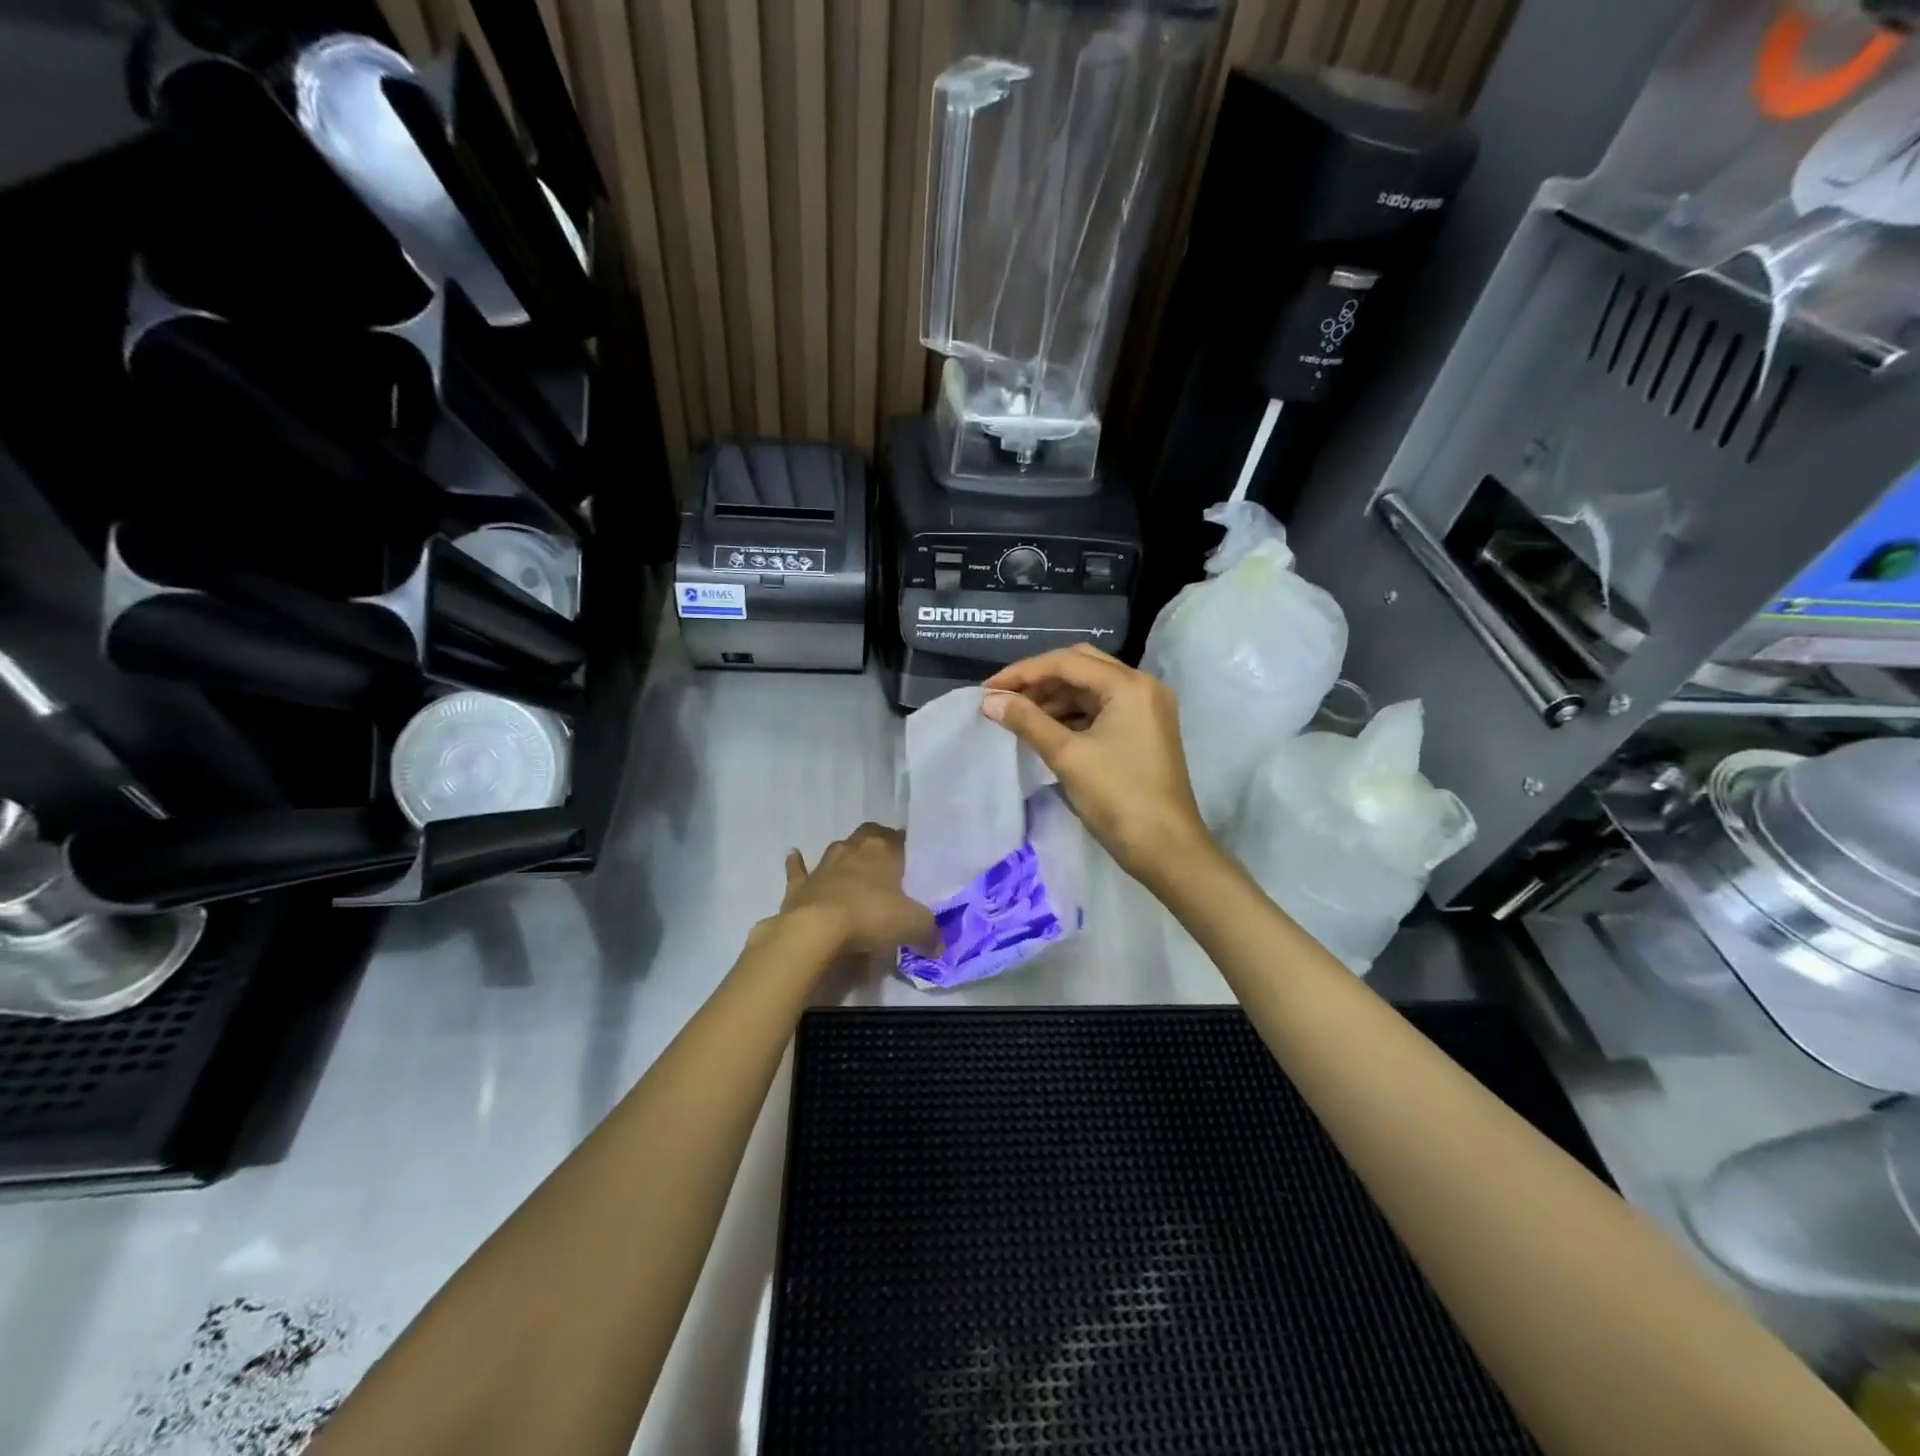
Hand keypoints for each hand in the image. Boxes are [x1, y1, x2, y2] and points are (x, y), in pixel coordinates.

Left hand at [779, 823, 937, 955]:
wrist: (817, 930)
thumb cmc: (871, 917)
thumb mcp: (913, 925)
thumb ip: (929, 933)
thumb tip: (938, 945)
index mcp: (882, 851)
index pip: (897, 837)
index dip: (905, 845)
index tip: (911, 857)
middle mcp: (852, 850)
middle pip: (867, 836)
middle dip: (876, 844)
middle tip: (885, 862)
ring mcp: (823, 866)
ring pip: (836, 850)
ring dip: (844, 856)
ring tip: (852, 864)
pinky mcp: (800, 886)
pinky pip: (798, 870)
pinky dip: (797, 864)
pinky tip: (793, 854)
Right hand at [982, 644, 1214, 885]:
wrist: (1166, 848)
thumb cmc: (1118, 797)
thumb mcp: (1067, 756)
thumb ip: (1027, 722)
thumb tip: (989, 702)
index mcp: (1129, 685)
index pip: (1067, 662)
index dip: (1023, 673)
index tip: (988, 690)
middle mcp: (1142, 686)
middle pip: (1081, 666)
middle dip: (1039, 680)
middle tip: (1003, 698)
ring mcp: (1146, 709)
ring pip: (1091, 688)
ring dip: (1054, 698)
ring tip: (1018, 716)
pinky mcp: (1143, 730)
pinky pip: (1101, 709)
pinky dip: (1072, 714)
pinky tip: (1046, 729)